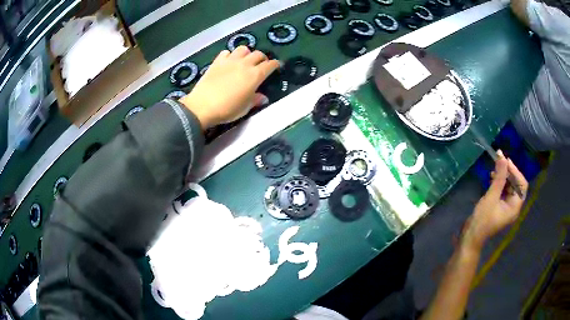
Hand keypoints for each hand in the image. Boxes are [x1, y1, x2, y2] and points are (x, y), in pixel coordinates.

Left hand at [179, 46, 279, 128]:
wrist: (202, 106)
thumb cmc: (227, 109)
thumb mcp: (245, 108)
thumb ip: (255, 100)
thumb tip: (263, 97)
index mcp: (255, 75)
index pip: (270, 65)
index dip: (275, 65)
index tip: (277, 66)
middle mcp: (244, 64)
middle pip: (258, 54)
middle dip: (263, 58)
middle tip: (261, 65)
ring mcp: (230, 61)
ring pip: (243, 49)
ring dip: (247, 53)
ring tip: (245, 60)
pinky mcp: (217, 61)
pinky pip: (227, 52)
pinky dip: (230, 55)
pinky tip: (229, 62)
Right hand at [461, 151, 528, 251]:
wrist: (470, 237)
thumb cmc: (482, 220)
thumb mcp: (491, 197)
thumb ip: (499, 177)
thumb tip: (502, 156)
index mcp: (515, 206)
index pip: (522, 185)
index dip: (515, 171)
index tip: (505, 161)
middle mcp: (513, 206)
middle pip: (516, 184)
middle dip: (509, 172)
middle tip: (499, 162)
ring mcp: (506, 207)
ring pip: (509, 186)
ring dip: (503, 176)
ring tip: (494, 170)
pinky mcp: (499, 206)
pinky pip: (503, 191)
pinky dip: (499, 182)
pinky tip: (492, 178)